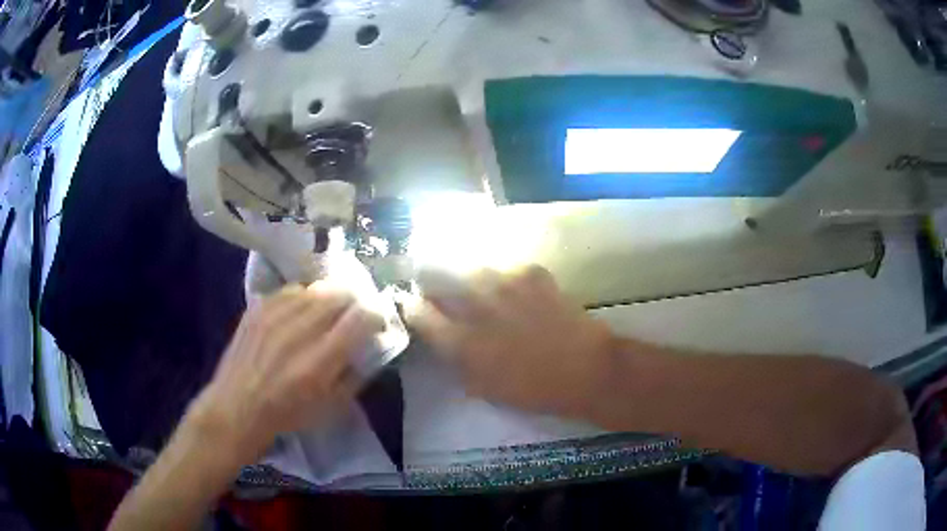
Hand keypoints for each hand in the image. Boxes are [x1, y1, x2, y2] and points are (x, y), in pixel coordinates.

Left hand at [189, 284, 383, 459]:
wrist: (237, 407)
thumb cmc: (287, 415)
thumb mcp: (332, 407)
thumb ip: (356, 374)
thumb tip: (373, 347)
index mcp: (320, 361)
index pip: (361, 317)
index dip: (376, 314)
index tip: (376, 323)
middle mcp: (298, 330)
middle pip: (340, 293)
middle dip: (355, 302)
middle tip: (354, 316)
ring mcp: (275, 314)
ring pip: (317, 287)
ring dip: (330, 298)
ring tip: (328, 313)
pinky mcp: (258, 307)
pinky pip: (292, 289)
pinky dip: (304, 297)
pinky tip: (301, 312)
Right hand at [408, 266, 615, 417]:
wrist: (587, 370)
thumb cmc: (535, 390)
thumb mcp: (486, 388)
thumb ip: (459, 363)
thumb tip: (442, 342)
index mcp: (465, 343)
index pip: (420, 314)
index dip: (412, 307)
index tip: (414, 306)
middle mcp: (479, 308)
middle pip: (438, 278)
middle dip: (431, 279)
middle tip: (437, 286)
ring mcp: (507, 286)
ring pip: (471, 267)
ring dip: (466, 275)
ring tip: (476, 284)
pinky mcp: (533, 274)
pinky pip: (507, 267)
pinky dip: (505, 276)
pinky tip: (512, 287)